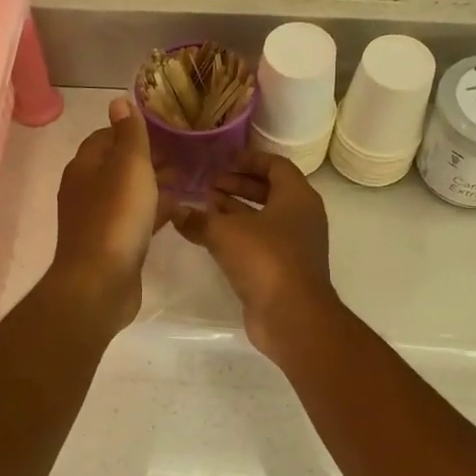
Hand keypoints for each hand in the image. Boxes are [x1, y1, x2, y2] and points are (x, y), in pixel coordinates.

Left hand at [47, 96, 164, 330]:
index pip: (106, 137)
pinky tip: (177, 211)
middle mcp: (85, 190)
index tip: (164, 130)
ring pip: (128, 193)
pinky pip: (134, 219)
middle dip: (147, 158)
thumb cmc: (116, 218)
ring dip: (153, 184)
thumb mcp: (128, 167)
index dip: (132, 131)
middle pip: (117, 165)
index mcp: (84, 167)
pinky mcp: (111, 245)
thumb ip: (129, 134)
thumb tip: (118, 101)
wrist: (100, 283)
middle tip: (182, 154)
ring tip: (186, 179)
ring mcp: (97, 220)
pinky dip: (153, 211)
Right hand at [172, 151, 340, 363]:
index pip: (276, 165)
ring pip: (263, 218)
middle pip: (269, 191)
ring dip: (235, 210)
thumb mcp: (225, 233)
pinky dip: (238, 235)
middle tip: (208, 184)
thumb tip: (175, 211)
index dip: (249, 159)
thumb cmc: (265, 259)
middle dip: (238, 185)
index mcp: (297, 196)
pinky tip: (210, 237)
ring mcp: (295, 245)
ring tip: (204, 206)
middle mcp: (301, 216)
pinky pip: (260, 242)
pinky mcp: (284, 269)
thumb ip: (198, 219)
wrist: (292, 315)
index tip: (223, 161)